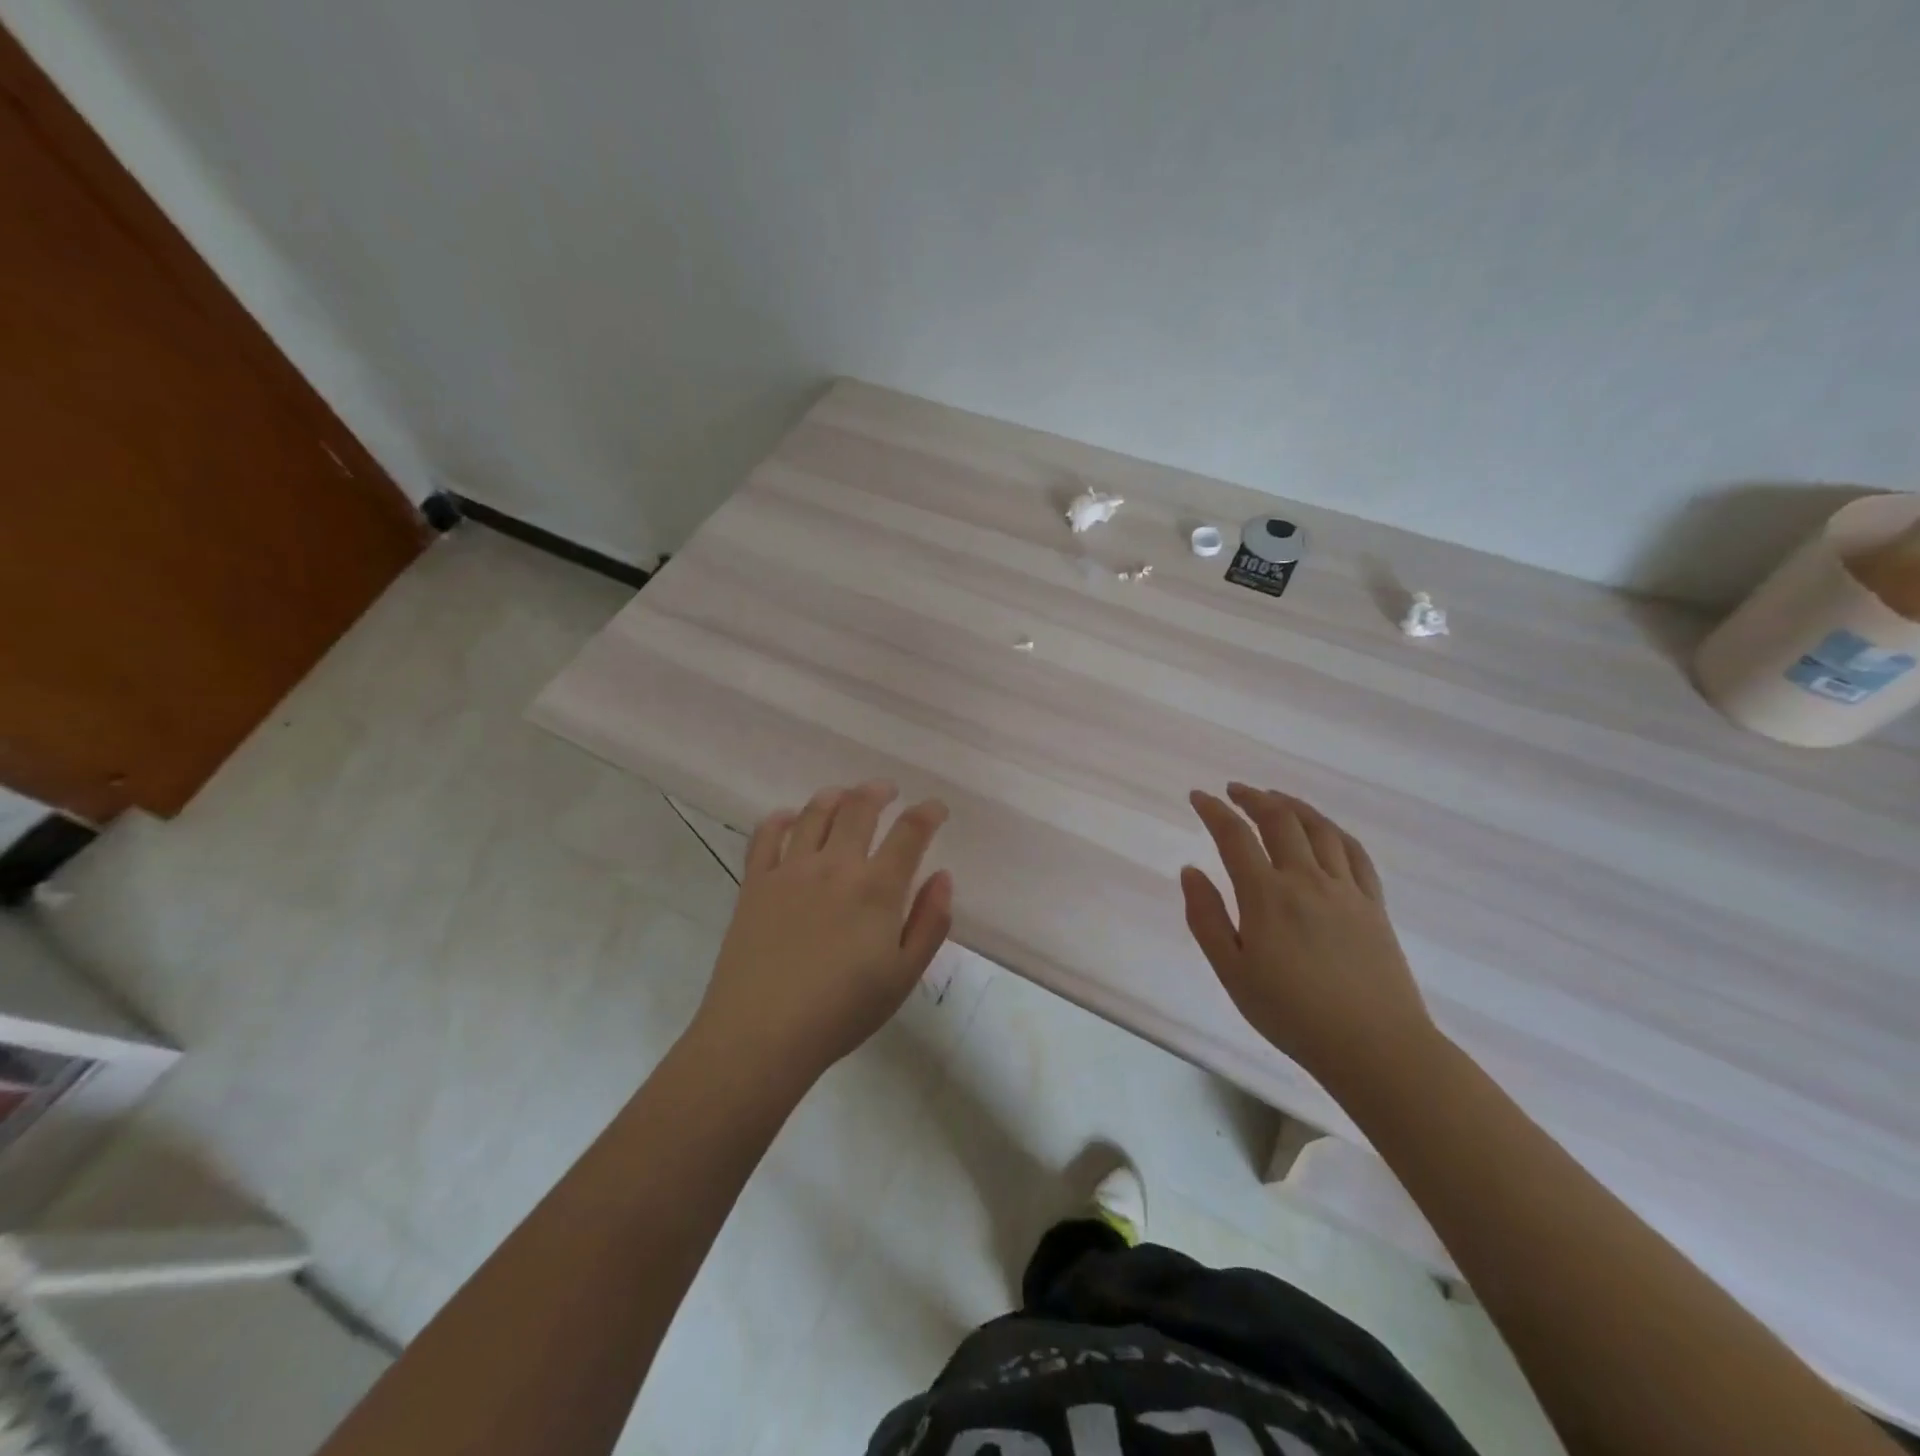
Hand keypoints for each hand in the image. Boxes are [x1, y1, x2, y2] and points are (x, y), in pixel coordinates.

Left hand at [692, 781, 953, 1081]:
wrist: (762, 1034)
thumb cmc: (842, 1011)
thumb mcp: (904, 975)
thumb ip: (930, 922)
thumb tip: (942, 877)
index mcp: (876, 888)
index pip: (910, 832)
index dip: (928, 813)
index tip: (936, 809)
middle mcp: (835, 865)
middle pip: (859, 808)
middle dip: (879, 792)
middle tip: (888, 791)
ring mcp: (790, 870)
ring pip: (814, 813)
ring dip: (835, 796)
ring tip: (845, 796)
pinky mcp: (755, 883)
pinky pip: (765, 836)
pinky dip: (780, 819)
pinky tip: (788, 819)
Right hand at [1181, 783, 1438, 1097]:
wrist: (1375, 1047)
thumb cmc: (1292, 1014)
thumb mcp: (1232, 972)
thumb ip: (1207, 918)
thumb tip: (1190, 870)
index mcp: (1267, 896)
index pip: (1235, 837)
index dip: (1214, 811)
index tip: (1198, 797)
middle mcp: (1307, 880)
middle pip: (1280, 821)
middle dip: (1253, 798)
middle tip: (1234, 791)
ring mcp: (1346, 890)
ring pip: (1320, 829)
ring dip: (1293, 806)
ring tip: (1276, 798)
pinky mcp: (1374, 905)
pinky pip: (1356, 853)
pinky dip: (1334, 831)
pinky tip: (1325, 829)